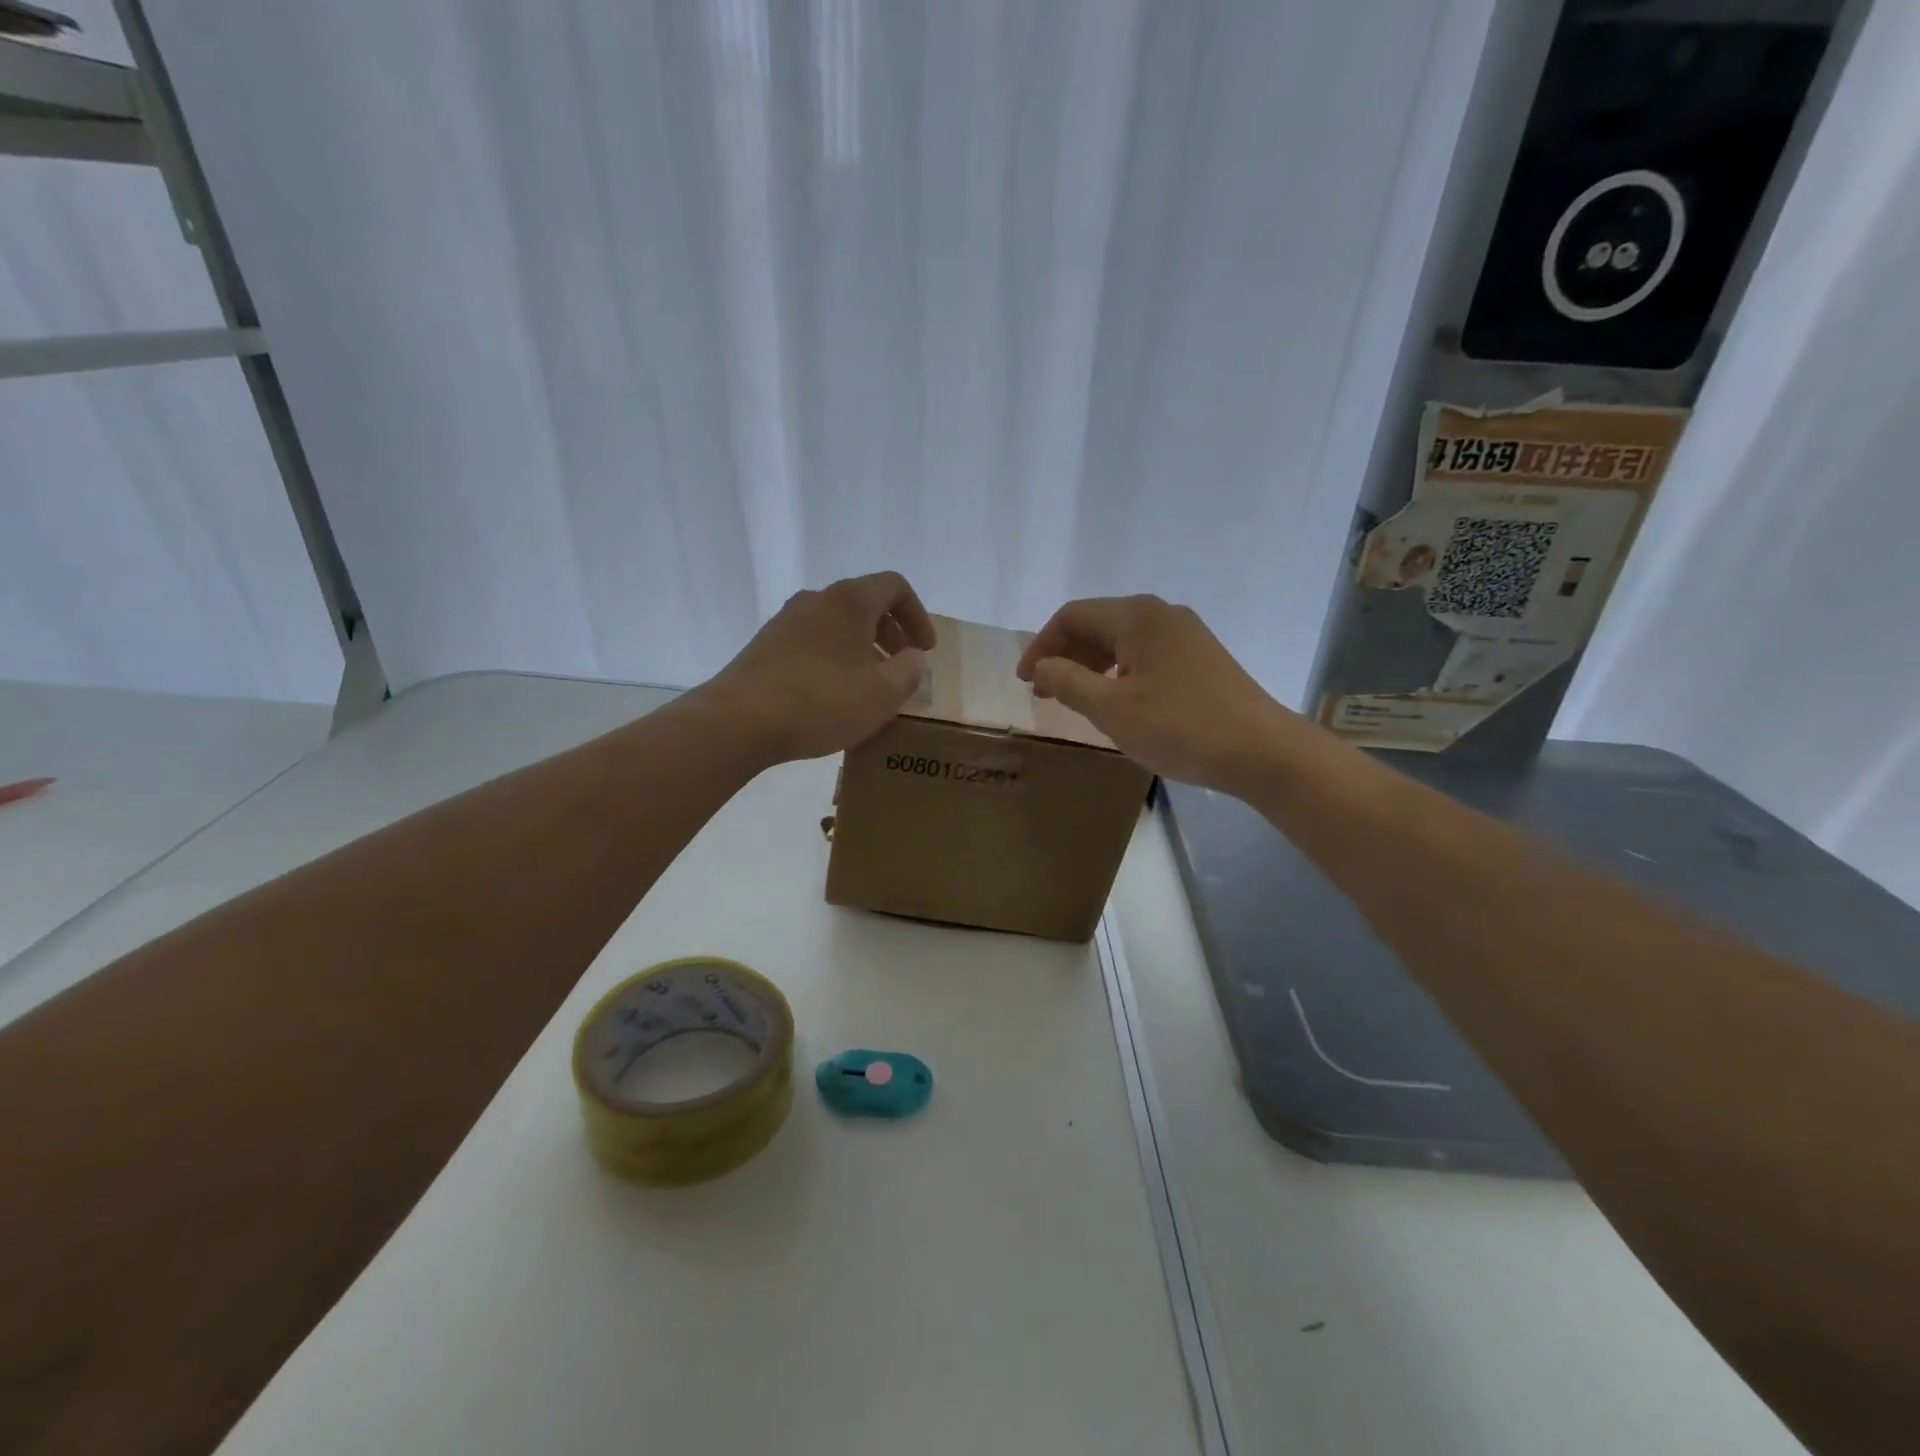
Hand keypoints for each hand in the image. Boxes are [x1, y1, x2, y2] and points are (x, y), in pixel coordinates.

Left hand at [699, 571, 935, 766]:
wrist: (739, 721)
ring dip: (861, 647)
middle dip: (890, 632)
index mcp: (849, 601)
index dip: (918, 615)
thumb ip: (909, 672)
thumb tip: (914, 658)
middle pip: (863, 603)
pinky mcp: (765, 646)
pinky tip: (833, 694)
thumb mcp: (882, 694)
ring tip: (869, 684)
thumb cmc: (821, 702)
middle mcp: (816, 600)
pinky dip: (834, 658)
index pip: (894, 586)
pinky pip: (812, 642)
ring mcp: (785, 622)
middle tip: (902, 664)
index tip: (925, 649)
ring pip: (836, 624)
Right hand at [1016, 595, 1304, 792]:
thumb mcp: (1111, 709)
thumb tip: (1042, 665)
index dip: (1041, 646)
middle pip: (1098, 623)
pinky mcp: (1201, 657)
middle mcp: (1161, 613)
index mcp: (1136, 616)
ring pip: (1122, 640)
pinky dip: (1119, 671)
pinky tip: (1117, 700)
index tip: (1025, 681)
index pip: (1072, 617)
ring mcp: (1186, 634)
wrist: (1260, 750)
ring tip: (1075, 698)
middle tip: (1045, 692)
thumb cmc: (1178, 726)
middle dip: (1065, 655)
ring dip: (1091, 664)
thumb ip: (1068, 682)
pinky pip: (1145, 654)